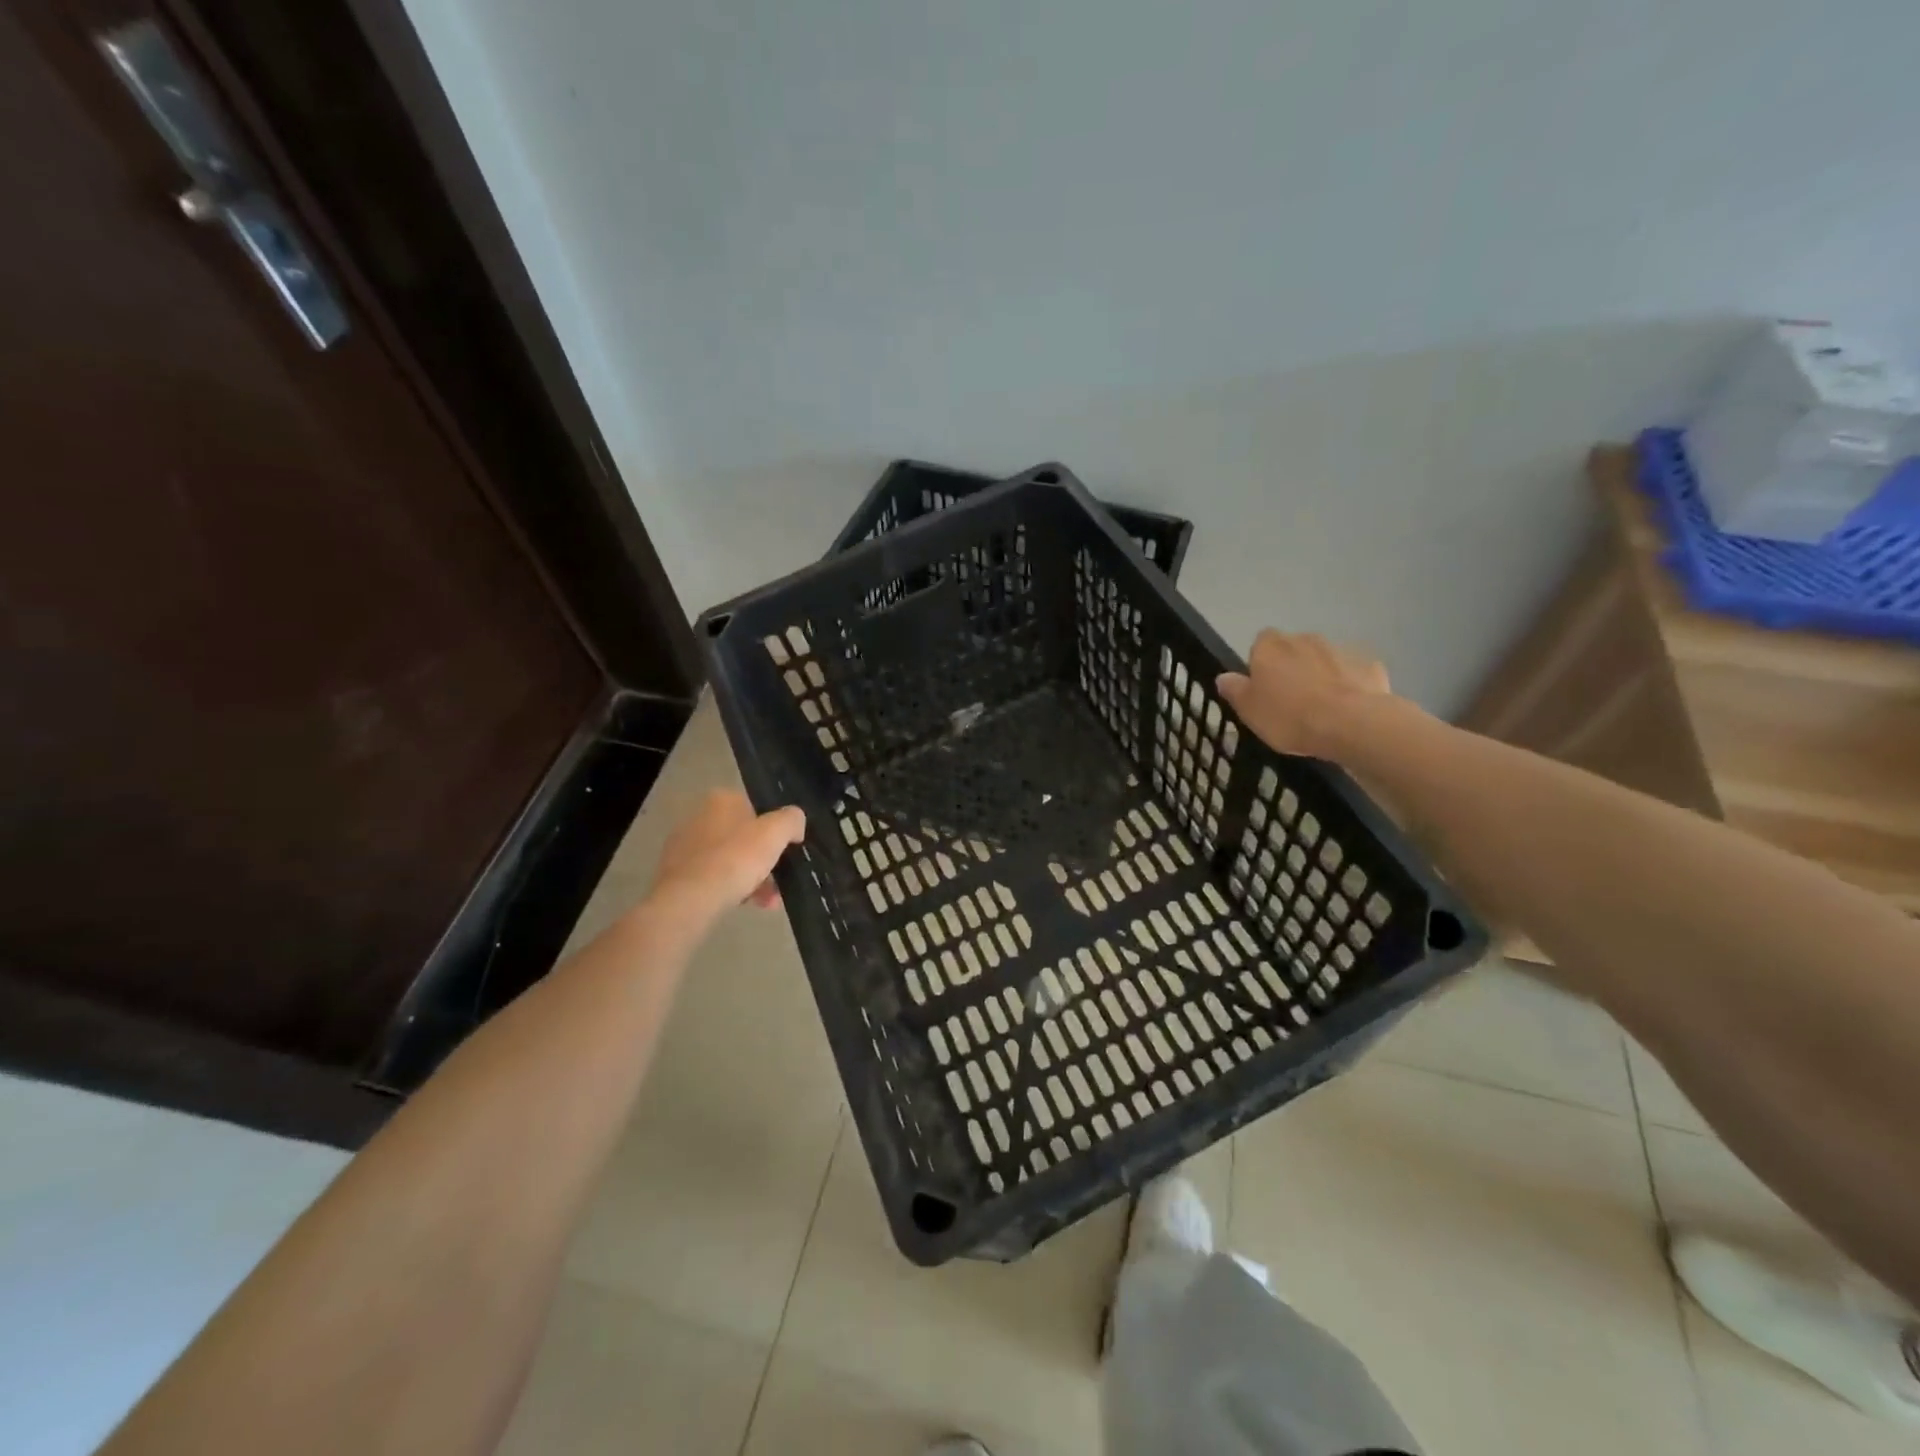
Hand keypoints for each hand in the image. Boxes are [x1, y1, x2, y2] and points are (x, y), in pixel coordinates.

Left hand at [645, 789, 805, 933]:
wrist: (690, 899)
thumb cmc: (736, 858)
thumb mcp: (776, 833)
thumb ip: (792, 820)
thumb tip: (795, 824)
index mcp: (721, 800)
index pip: (756, 808)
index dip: (774, 829)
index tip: (785, 850)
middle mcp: (699, 817)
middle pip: (744, 837)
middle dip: (764, 860)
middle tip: (779, 881)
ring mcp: (684, 846)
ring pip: (730, 860)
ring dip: (752, 878)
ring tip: (768, 902)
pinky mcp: (676, 873)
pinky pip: (713, 877)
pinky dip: (731, 888)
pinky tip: (745, 904)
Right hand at [1216, 630, 1390, 758]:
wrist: (1351, 723)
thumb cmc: (1289, 716)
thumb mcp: (1249, 710)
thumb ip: (1234, 690)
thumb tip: (1224, 677)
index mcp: (1270, 646)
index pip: (1260, 643)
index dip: (1261, 663)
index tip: (1264, 687)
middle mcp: (1304, 639)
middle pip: (1293, 649)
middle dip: (1292, 667)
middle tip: (1291, 700)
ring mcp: (1340, 649)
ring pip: (1324, 659)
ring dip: (1321, 674)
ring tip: (1321, 707)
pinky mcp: (1370, 664)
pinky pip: (1353, 672)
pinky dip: (1349, 684)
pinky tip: (1348, 708)